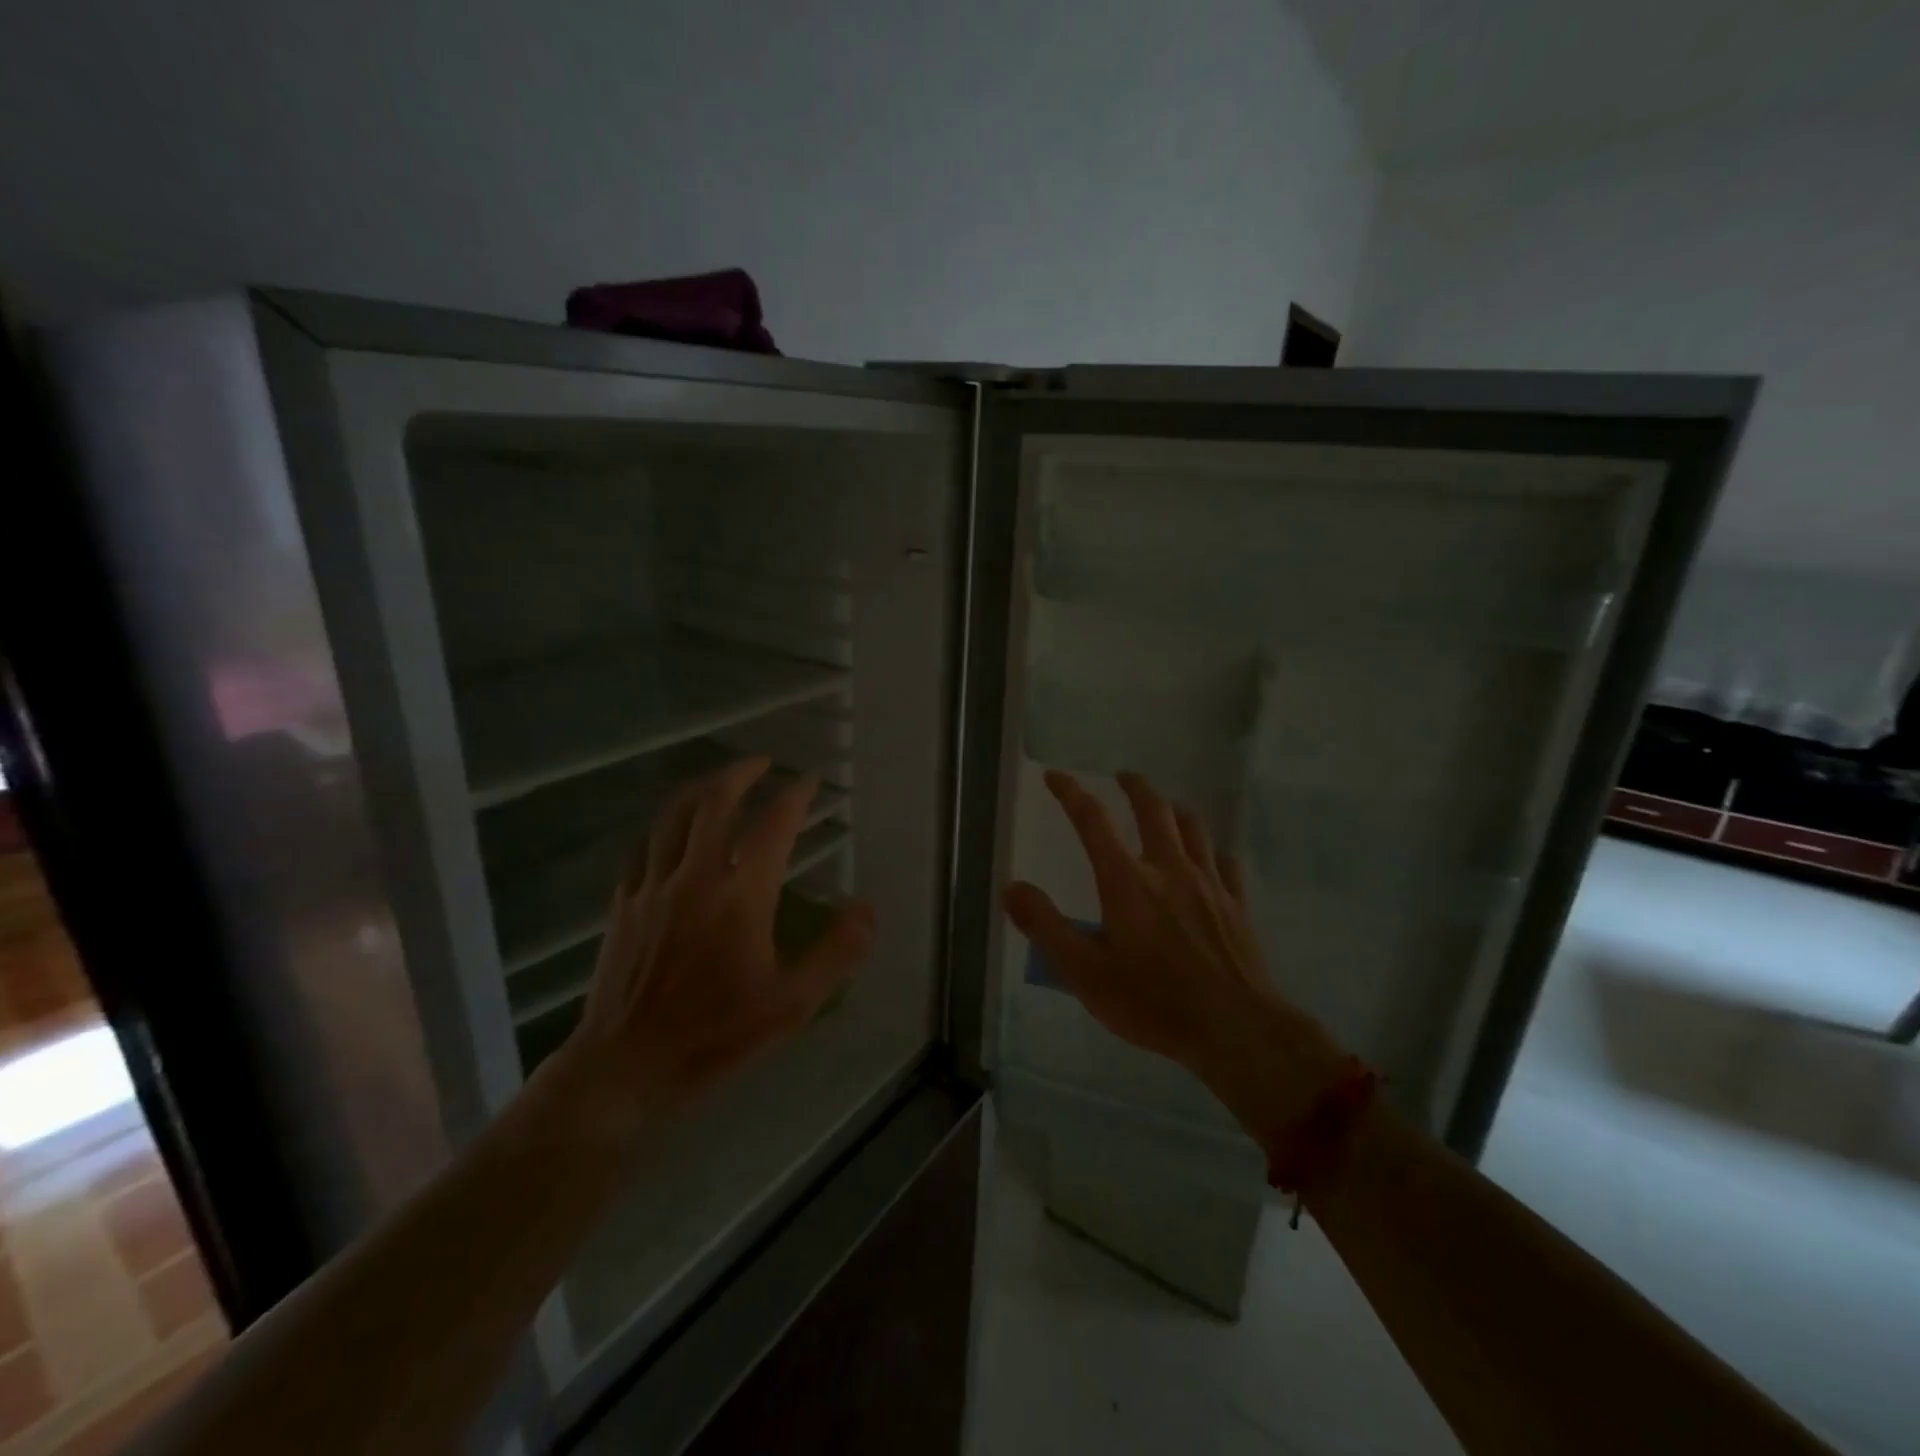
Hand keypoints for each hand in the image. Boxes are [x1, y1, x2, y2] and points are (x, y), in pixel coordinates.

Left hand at [544, 757, 874, 1142]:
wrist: (625, 1068)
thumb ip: (836, 952)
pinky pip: (644, 847)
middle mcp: (695, 877)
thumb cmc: (715, 1036)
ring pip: (673, 816)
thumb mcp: (792, 1004)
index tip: (809, 782)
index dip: (794, 796)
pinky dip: (664, 826)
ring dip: (700, 789)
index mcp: (740, 897)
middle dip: (741, 774)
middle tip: (762, 763)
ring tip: (719, 781)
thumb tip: (865, 907)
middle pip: (714, 803)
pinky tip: (672, 831)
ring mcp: (653, 888)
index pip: (772, 826)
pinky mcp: (624, 905)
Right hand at [1002, 770, 1340, 1140]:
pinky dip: (1210, 848)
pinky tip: (1208, 856)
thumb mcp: (1085, 973)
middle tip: (1123, 777)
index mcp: (1127, 882)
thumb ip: (1046, 927)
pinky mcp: (1236, 904)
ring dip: (1174, 808)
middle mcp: (1168, 869)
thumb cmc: (1152, 1003)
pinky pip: (1224, 860)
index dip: (1071, 793)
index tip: (1056, 776)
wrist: (1235, 1029)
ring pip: (1193, 826)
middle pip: (1153, 809)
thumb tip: (1011, 888)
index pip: (1093, 821)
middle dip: (1135, 787)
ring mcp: (1208, 883)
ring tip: (1164, 806)